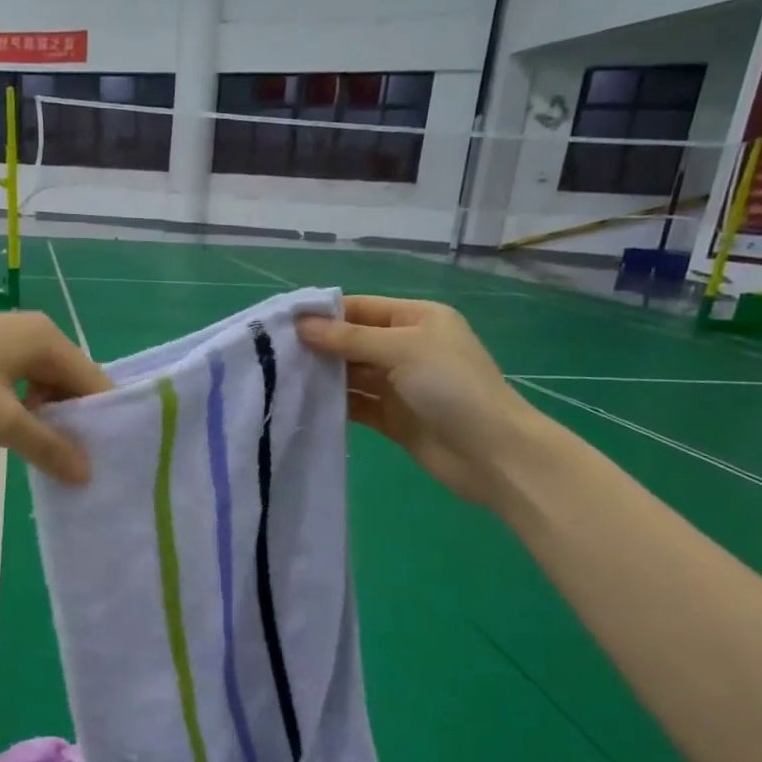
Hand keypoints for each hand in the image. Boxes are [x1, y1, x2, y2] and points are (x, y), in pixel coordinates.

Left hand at [0, 308, 110, 482]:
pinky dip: (26, 413)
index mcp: (47, 340)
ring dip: (50, 423)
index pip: (96, 384)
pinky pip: (21, 387)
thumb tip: (88, 474)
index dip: (105, 424)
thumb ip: (48, 447)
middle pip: (73, 385)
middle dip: (77, 426)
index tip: (109, 465)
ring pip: (45, 388)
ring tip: (52, 461)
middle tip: (81, 470)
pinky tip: (18, 439)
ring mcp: (6, 342)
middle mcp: (34, 334)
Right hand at [297, 296, 544, 504]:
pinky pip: (355, 405)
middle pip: (352, 341)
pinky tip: (303, 405)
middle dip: (318, 347)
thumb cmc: (452, 387)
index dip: (324, 314)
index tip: (282, 324)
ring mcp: (398, 385)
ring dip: (322, 377)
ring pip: (351, 375)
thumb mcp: (403, 349)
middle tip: (272, 355)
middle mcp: (405, 348)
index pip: (361, 308)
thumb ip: (350, 339)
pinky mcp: (391, 417)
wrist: (489, 452)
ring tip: (280, 379)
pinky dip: (334, 404)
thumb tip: (302, 326)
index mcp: (416, 319)